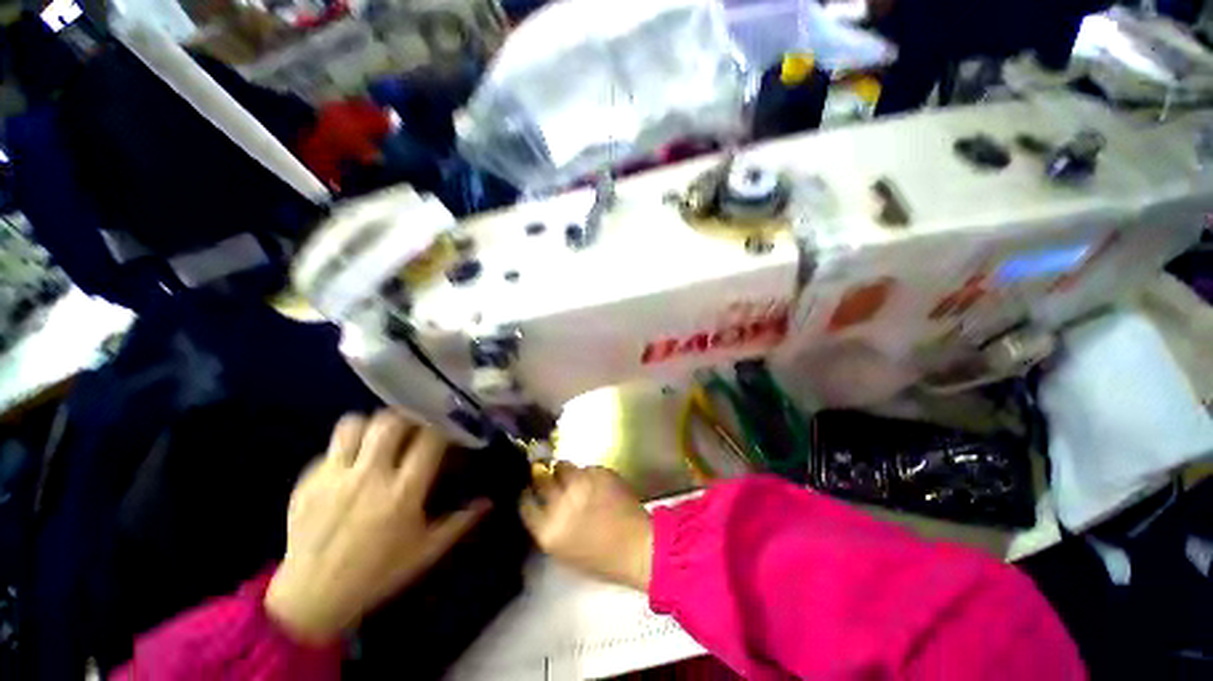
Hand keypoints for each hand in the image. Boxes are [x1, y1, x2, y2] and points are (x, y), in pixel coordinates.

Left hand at [265, 411, 490, 644]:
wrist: (311, 598)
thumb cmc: (377, 574)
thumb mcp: (426, 551)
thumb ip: (460, 522)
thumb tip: (490, 500)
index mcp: (402, 493)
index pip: (429, 440)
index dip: (442, 429)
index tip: (447, 431)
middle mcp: (369, 477)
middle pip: (391, 422)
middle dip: (408, 417)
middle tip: (415, 426)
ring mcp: (334, 476)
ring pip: (354, 424)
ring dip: (372, 425)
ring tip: (381, 437)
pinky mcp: (308, 481)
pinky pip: (331, 447)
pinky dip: (346, 448)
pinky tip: (352, 464)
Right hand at [519, 463, 652, 591]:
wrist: (638, 546)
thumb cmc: (600, 559)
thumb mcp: (563, 550)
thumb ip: (548, 525)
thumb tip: (542, 503)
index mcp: (547, 528)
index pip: (524, 502)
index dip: (528, 495)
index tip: (531, 491)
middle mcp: (560, 501)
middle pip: (540, 478)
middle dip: (544, 477)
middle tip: (553, 481)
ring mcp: (581, 483)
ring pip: (563, 466)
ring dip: (567, 472)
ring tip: (577, 481)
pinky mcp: (599, 471)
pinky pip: (587, 467)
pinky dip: (589, 474)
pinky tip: (598, 485)